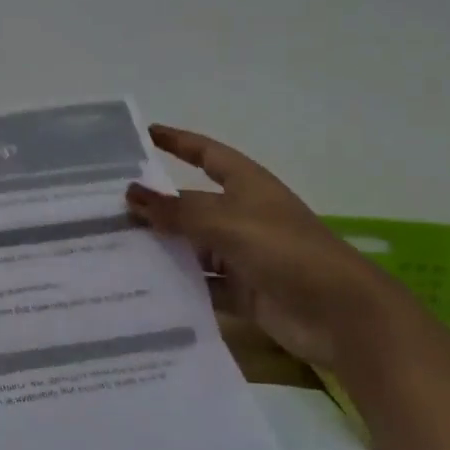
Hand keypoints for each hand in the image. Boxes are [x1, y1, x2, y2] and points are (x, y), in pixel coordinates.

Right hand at [126, 125, 405, 369]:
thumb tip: (130, 193)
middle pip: (192, 204)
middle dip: (156, 205)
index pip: (207, 154)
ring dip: (162, 247)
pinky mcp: (244, 292)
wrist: (342, 315)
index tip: (145, 134)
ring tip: (114, 248)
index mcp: (247, 186)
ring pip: (193, 246)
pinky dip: (178, 286)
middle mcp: (243, 216)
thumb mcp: (227, 223)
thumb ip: (176, 211)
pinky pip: (202, 284)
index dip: (179, 142)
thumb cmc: (286, 251)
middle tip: (107, 206)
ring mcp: (244, 255)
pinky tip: (143, 288)